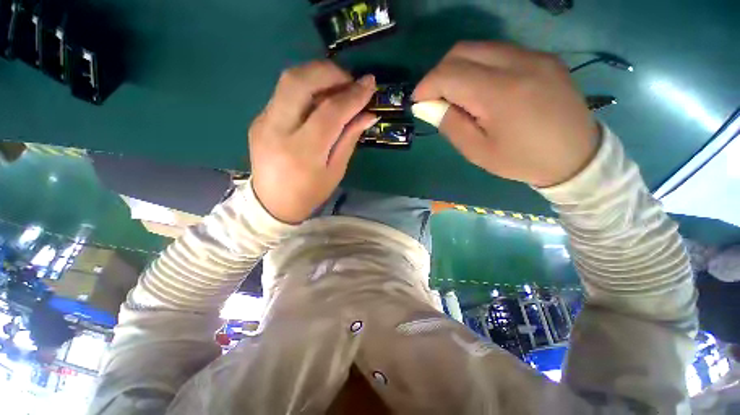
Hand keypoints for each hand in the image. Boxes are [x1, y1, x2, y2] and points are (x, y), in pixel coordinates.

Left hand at [249, 61, 377, 223]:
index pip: (329, 113)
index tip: (370, 84)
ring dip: (317, 75)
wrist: (272, 203)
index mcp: (302, 152)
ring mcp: (263, 121)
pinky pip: (284, 93)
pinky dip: (306, 88)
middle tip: (350, 81)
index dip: (352, 96)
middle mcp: (277, 131)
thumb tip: (369, 114)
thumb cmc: (310, 192)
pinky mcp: (259, 119)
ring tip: (338, 86)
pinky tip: (319, 99)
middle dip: (329, 72)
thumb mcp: (335, 170)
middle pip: (299, 82)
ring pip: (288, 80)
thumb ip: (349, 139)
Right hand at [413, 42, 598, 187]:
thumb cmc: (521, 160)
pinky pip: (500, 52)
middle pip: (462, 51)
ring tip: (456, 94)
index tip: (417, 101)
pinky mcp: (543, 57)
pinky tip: (481, 88)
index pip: (449, 74)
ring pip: (480, 47)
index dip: (426, 85)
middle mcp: (518, 63)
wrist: (576, 156)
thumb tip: (427, 106)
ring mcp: (534, 56)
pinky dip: (479, 66)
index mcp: (499, 93)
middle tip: (435, 98)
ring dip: (458, 68)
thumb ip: (450, 124)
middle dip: (439, 73)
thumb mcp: (477, 151)